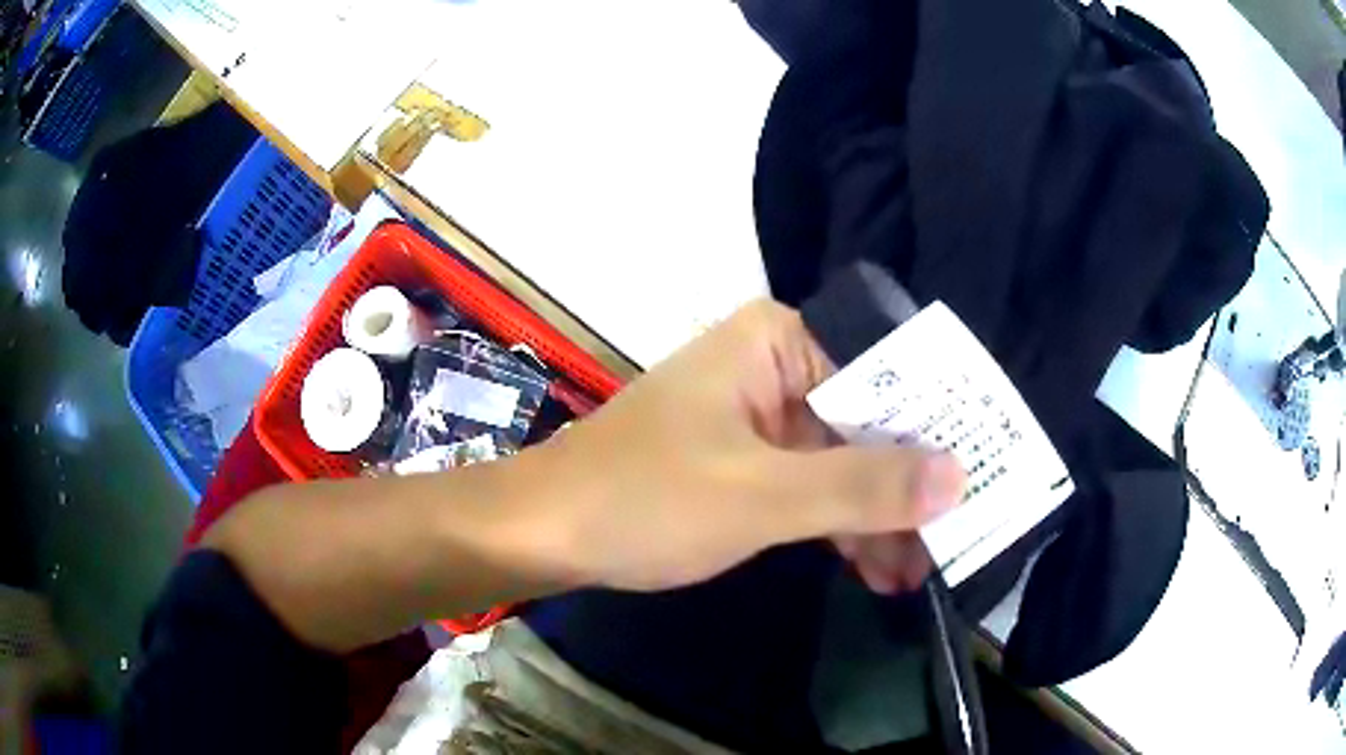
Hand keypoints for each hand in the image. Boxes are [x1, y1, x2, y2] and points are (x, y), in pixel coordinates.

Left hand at [528, 299, 964, 592]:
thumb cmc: (644, 498)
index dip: (936, 432)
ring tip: (917, 573)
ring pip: (841, 461)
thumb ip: (863, 485)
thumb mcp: (763, 495)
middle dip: (905, 490)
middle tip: (953, 543)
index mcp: (779, 342)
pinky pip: (808, 485)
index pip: (887, 377)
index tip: (978, 483)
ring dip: (877, 519)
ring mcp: (758, 416)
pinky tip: (874, 568)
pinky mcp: (742, 459)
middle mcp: (774, 366)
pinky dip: (838, 526)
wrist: (546, 531)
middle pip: (867, 423)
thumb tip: (959, 476)